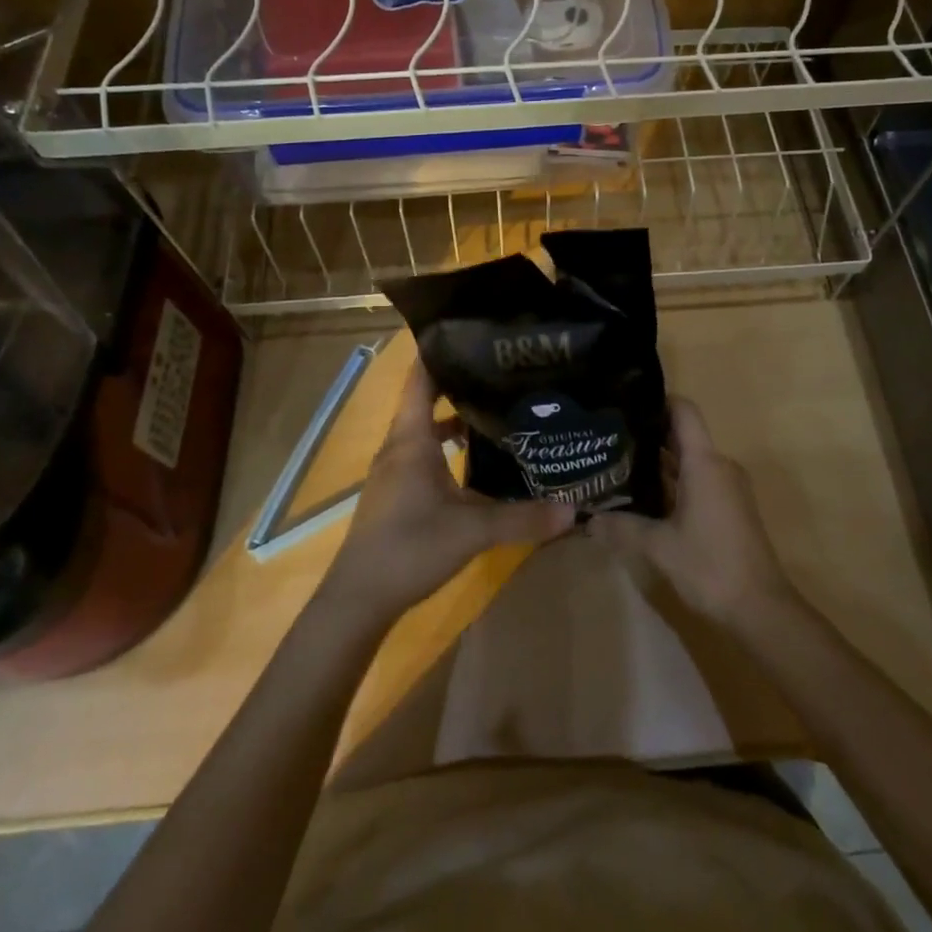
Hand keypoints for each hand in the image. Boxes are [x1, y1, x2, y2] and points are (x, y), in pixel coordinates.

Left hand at [317, 364, 575, 628]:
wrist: (358, 598)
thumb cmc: (409, 547)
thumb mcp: (472, 530)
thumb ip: (523, 518)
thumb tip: (573, 509)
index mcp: (411, 438)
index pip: (421, 378)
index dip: (441, 351)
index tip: (475, 333)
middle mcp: (400, 445)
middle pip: (427, 400)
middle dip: (461, 383)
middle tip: (503, 371)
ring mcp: (395, 470)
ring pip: (427, 431)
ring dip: (456, 419)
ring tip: (497, 409)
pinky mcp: (397, 492)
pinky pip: (424, 454)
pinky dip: (448, 448)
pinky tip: (476, 461)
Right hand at [587, 397, 794, 623]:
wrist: (761, 609)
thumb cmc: (710, 566)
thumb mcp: (659, 547)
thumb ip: (621, 527)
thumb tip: (587, 519)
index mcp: (705, 463)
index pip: (683, 411)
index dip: (657, 400)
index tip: (625, 403)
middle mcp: (719, 466)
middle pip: (683, 434)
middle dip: (648, 434)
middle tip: (610, 436)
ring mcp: (728, 487)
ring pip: (690, 460)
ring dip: (659, 461)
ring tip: (619, 463)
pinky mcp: (730, 507)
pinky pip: (698, 479)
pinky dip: (673, 481)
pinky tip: (644, 496)